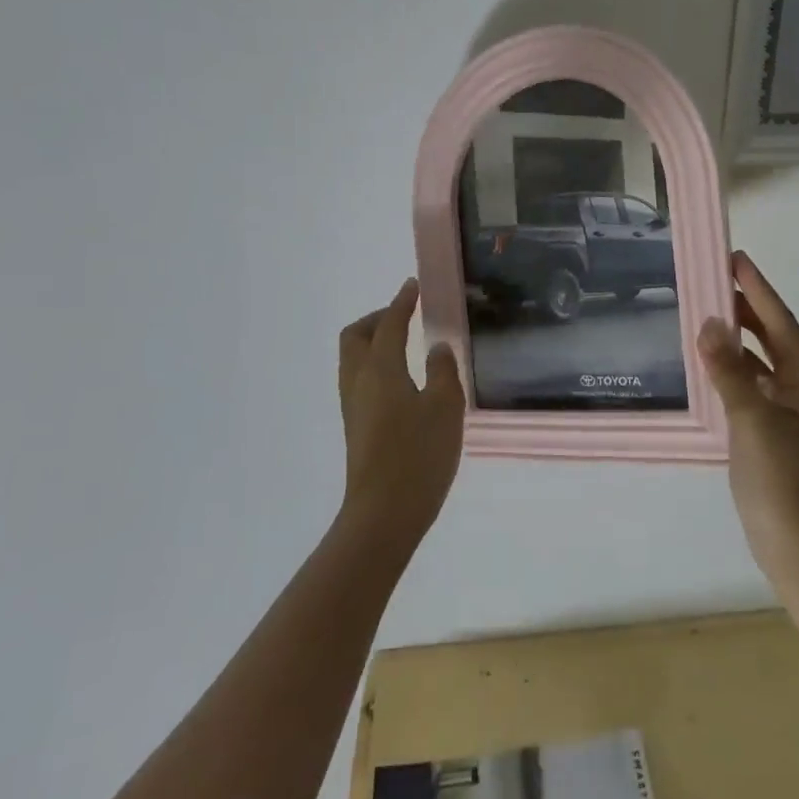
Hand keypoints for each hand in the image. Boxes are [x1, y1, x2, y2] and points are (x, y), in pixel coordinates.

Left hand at [337, 279, 464, 547]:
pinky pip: (358, 378)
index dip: (401, 302)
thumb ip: (442, 371)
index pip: (388, 323)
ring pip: (353, 358)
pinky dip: (375, 364)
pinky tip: (401, 379)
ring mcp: (353, 405)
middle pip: (356, 336)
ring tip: (404, 343)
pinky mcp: (355, 425)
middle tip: (405, 316)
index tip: (412, 286)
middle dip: (378, 319)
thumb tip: (436, 348)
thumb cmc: (418, 455)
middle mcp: (358, 381)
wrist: (384, 513)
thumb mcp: (445, 407)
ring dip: (373, 341)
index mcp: (380, 369)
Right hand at [698, 251, 798, 577]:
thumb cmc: (780, 479)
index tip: (736, 258)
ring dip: (739, 336)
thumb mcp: (751, 420)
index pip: (780, 322)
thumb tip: (709, 323)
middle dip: (748, 307)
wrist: (795, 543)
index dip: (758, 289)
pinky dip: (733, 367)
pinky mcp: (774, 427)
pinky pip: (753, 382)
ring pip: (762, 359)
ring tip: (709, 311)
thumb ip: (729, 370)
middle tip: (716, 279)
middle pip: (774, 336)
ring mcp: (790, 409)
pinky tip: (711, 362)